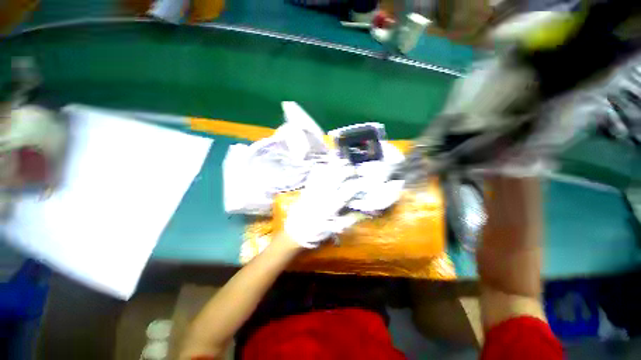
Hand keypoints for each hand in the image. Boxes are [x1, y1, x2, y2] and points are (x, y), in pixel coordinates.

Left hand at [285, 161, 358, 247]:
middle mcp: (323, 194)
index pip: (347, 191)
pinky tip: (328, 165)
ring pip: (326, 171)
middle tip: (354, 171)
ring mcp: (314, 189)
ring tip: (344, 163)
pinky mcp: (307, 187)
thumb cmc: (316, 232)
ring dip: (336, 165)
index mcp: (331, 206)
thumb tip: (364, 212)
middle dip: (348, 170)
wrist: (295, 231)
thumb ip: (350, 219)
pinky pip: (315, 173)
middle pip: (337, 176)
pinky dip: (322, 166)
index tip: (362, 182)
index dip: (357, 184)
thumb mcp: (335, 229)